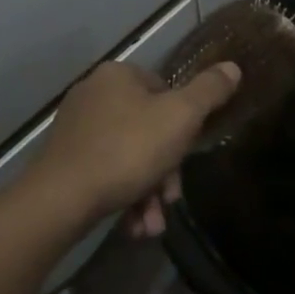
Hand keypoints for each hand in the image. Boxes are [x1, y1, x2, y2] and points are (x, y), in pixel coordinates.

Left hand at [26, 60, 241, 233]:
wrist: (62, 198)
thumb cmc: (128, 149)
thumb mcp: (180, 118)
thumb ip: (209, 92)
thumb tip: (232, 67)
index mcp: (118, 75)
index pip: (165, 91)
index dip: (182, 125)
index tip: (186, 157)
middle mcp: (93, 93)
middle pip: (147, 129)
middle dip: (164, 171)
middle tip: (170, 200)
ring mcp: (76, 127)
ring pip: (128, 156)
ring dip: (147, 193)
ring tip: (150, 225)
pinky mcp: (64, 159)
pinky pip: (105, 172)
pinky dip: (123, 197)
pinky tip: (132, 226)